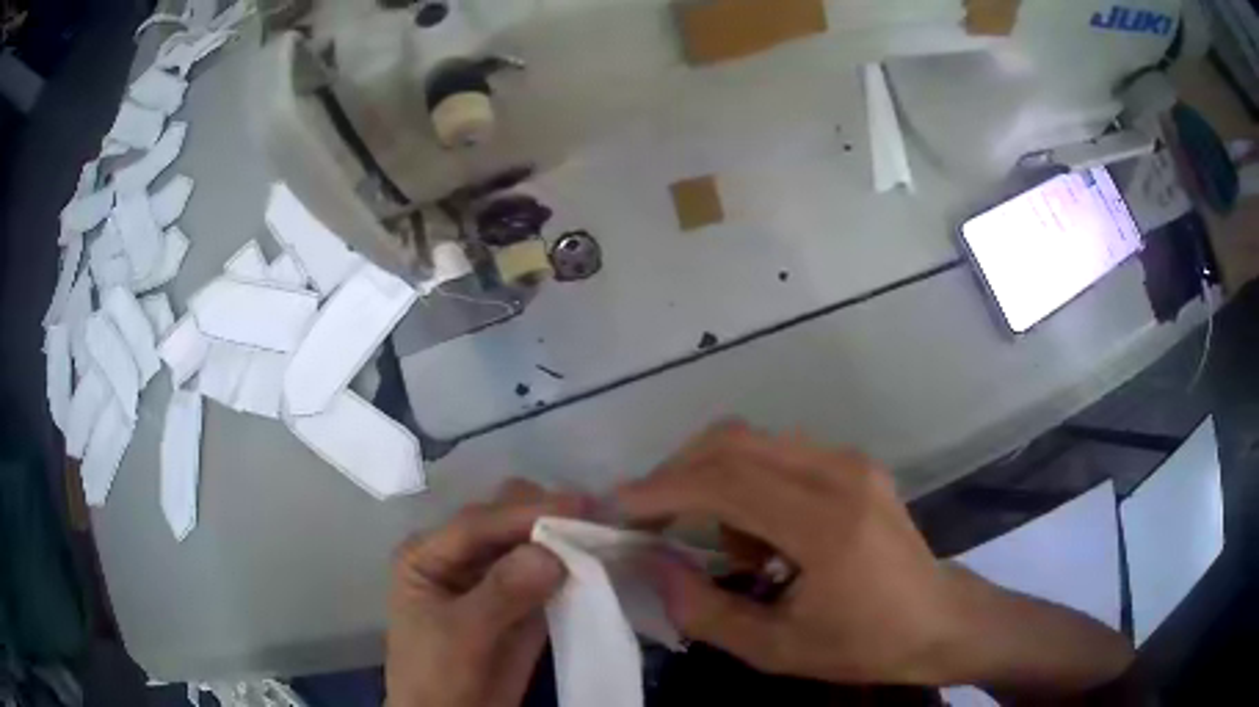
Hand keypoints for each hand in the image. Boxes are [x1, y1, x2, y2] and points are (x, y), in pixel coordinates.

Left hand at [386, 480, 587, 706]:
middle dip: (547, 516)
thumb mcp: (460, 635)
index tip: (579, 504)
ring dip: (564, 538)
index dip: (526, 512)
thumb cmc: (436, 676)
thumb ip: (502, 593)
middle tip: (594, 520)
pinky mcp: (522, 601)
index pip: (479, 523)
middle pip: (505, 522)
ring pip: (532, 544)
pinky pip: (549, 575)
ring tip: (604, 534)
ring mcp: (493, 578)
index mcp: (429, 554)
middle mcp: (460, 557)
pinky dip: (572, 567)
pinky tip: (598, 561)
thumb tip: (552, 552)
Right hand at [616, 422, 1132, 691]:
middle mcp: (839, 473)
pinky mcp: (856, 464)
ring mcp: (851, 462)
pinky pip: (781, 454)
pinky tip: (763, 536)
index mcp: (825, 524)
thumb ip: (705, 609)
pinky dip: (749, 483)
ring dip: (715, 481)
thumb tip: (652, 565)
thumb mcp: (778, 648)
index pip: (724, 480)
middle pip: (733, 441)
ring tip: (724, 548)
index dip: (660, 489)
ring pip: (754, 442)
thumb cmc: (865, 645)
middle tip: (651, 518)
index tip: (618, 509)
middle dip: (677, 473)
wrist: (940, 620)